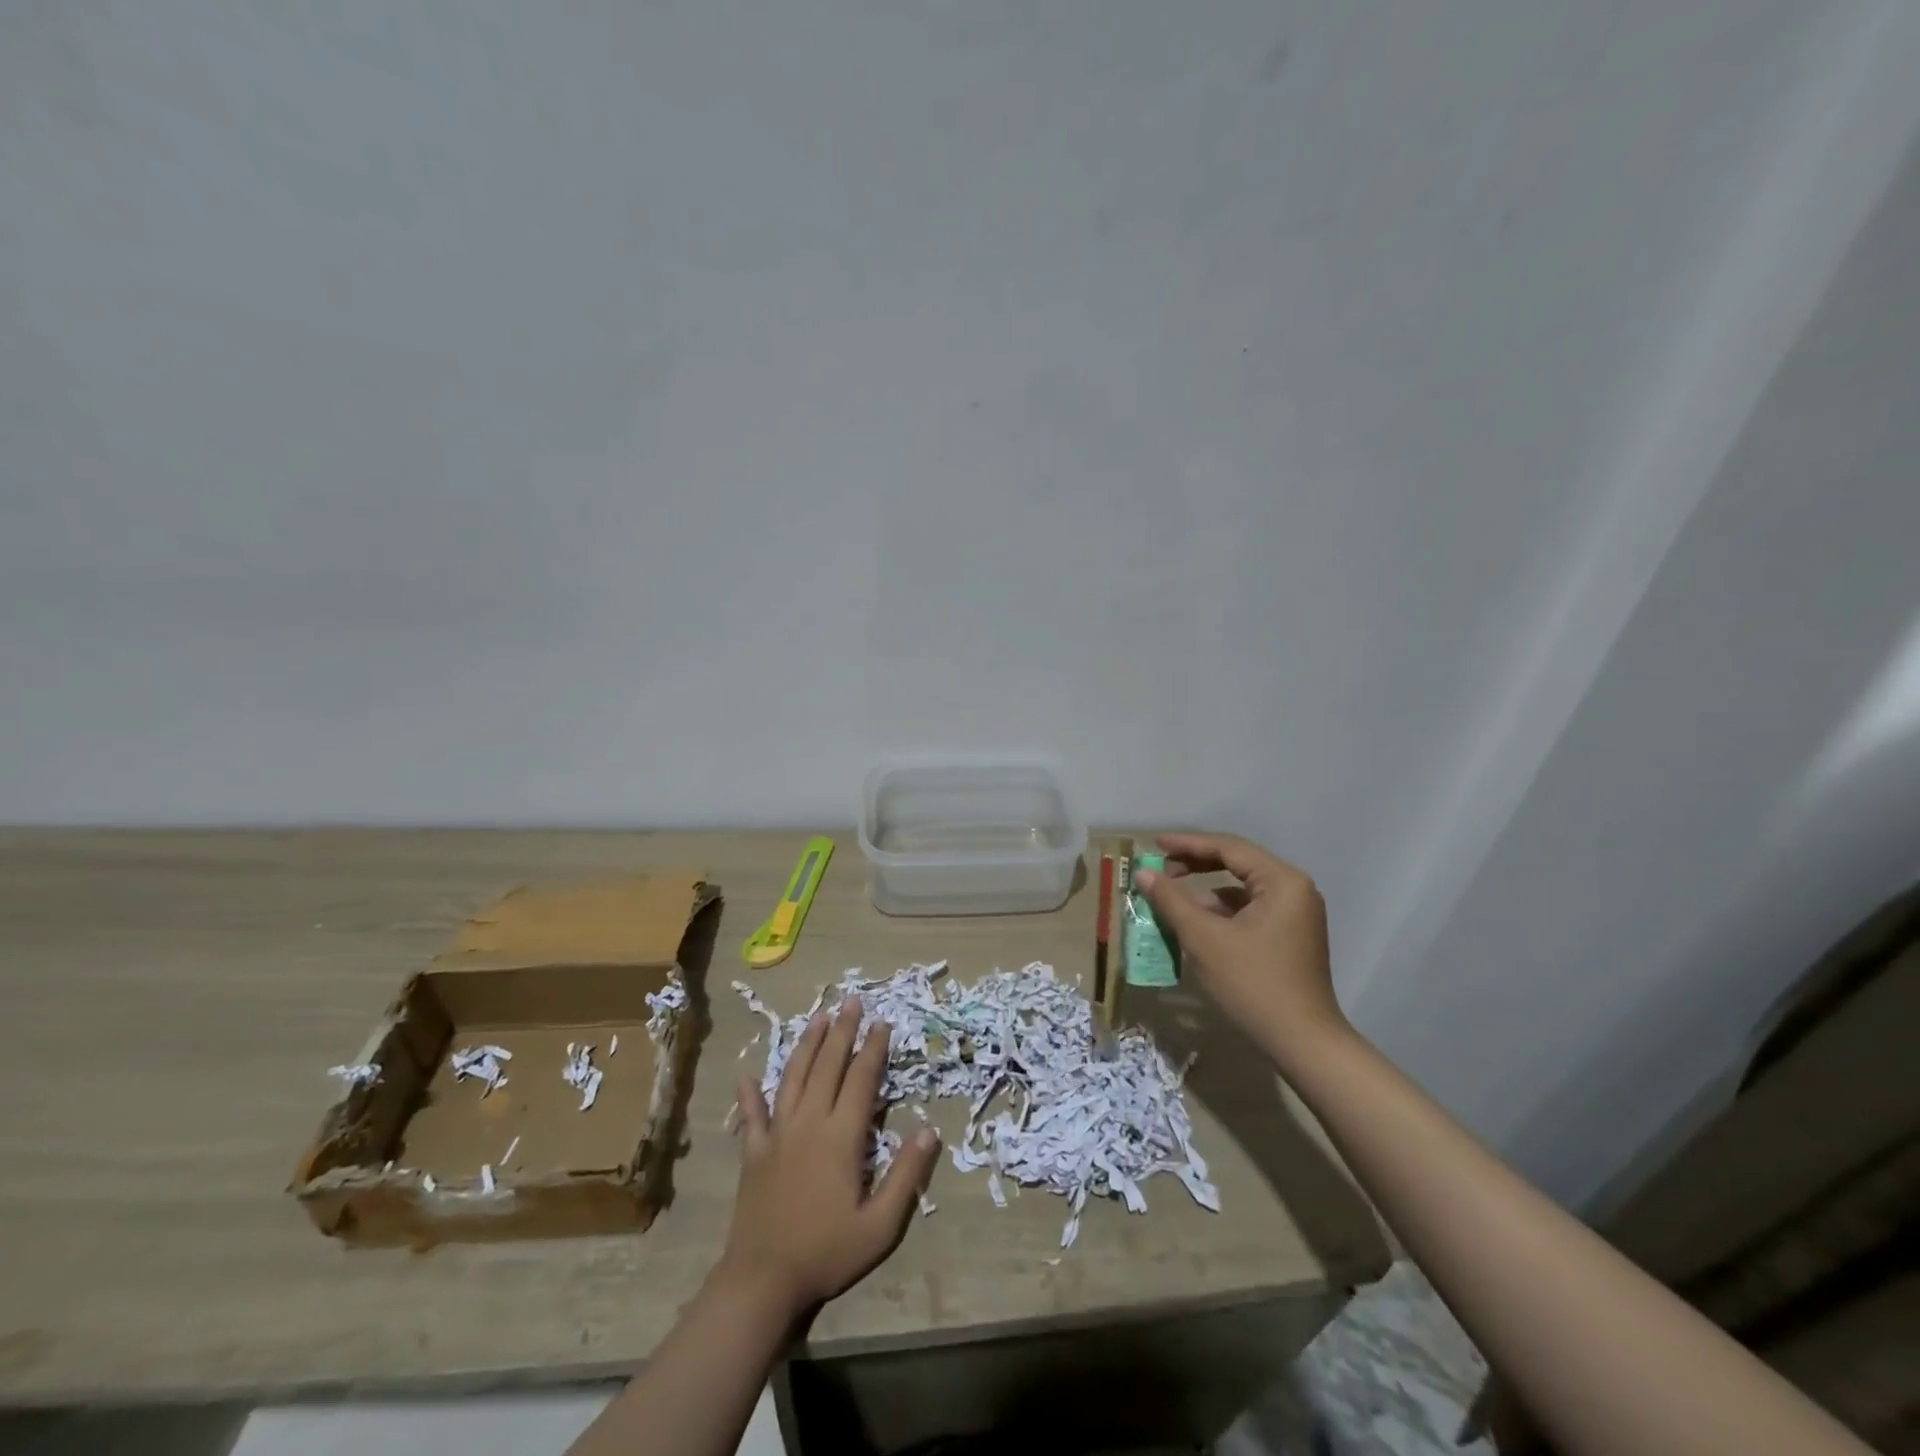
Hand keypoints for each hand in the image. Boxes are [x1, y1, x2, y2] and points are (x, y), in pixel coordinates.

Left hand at [719, 997, 939, 1319]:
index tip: (883, 1022)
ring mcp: (777, 1134)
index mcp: (841, 1136)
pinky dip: (751, 1093)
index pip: (861, 1079)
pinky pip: (752, 1115)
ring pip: (793, 1077)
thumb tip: (930, 1130)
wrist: (763, 1280)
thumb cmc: (827, 1252)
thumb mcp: (880, 1225)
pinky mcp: (753, 1152)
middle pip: (827, 1065)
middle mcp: (809, 1122)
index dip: (873, 1048)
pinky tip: (748, 1075)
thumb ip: (906, 1175)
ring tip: (818, 1017)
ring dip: (807, 1044)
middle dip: (842, 1030)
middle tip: (852, 1001)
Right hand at [1134, 832, 1346, 1063]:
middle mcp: (1294, 889)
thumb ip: (1172, 900)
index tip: (1154, 843)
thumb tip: (1143, 873)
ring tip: (1171, 895)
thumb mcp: (1204, 938)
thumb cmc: (1253, 984)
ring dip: (1205, 889)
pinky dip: (1221, 910)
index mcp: (1282, 881)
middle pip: (1237, 863)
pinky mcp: (1290, 936)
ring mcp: (1295, 914)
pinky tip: (1195, 922)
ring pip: (1241, 888)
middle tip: (1160, 867)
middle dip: (1196, 864)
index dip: (1188, 843)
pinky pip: (1249, 910)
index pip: (1228, 848)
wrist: (1303, 1043)